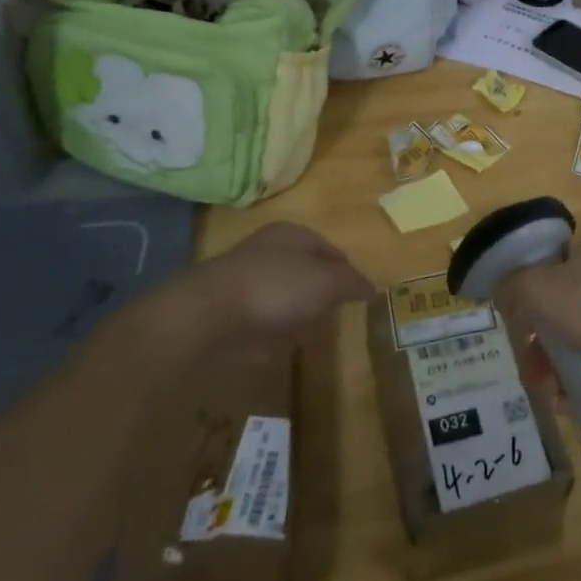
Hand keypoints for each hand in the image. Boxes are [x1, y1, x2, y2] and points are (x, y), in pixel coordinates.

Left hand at [203, 222, 374, 337]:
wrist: (207, 316)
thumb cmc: (276, 288)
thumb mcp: (327, 282)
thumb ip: (352, 283)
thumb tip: (373, 287)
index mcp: (293, 234)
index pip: (331, 250)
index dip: (348, 272)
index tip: (359, 297)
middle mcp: (269, 251)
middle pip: (307, 272)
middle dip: (322, 294)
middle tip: (335, 317)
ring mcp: (245, 281)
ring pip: (284, 296)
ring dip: (296, 314)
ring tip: (310, 335)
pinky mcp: (228, 311)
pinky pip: (261, 320)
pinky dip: (271, 331)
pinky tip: (278, 346)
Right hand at [492, 241, 580, 394]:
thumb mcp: (536, 287)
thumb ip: (512, 285)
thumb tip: (503, 293)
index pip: (551, 259)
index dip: (527, 283)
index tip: (514, 311)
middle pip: (559, 301)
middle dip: (537, 332)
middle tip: (525, 355)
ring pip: (575, 332)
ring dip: (552, 358)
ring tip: (542, 384)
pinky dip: (575, 373)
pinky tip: (562, 395)